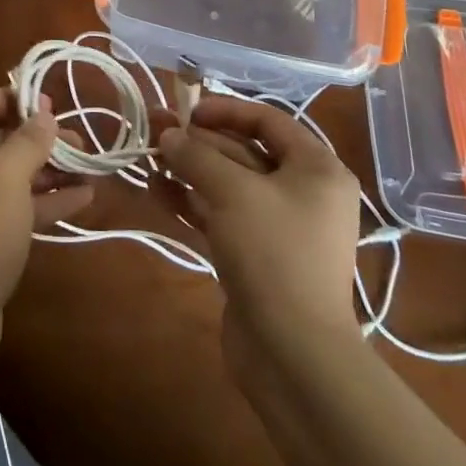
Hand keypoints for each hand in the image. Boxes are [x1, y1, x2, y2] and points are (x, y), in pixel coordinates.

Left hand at [0, 85, 95, 364]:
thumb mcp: (8, 175)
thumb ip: (30, 139)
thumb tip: (44, 114)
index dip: (14, 98)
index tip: (52, 107)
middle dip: (39, 138)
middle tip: (80, 142)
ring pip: (6, 173)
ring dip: (47, 170)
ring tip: (90, 169)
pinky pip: (8, 205)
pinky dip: (41, 200)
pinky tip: (83, 199)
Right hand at [156, 98, 362, 384]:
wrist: (295, 355)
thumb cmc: (274, 254)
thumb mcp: (232, 192)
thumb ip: (197, 156)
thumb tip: (168, 134)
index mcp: (317, 169)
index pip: (268, 120)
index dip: (225, 110)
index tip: (186, 112)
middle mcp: (303, 193)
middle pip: (244, 152)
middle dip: (198, 143)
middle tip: (154, 132)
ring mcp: (280, 227)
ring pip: (228, 186)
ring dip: (189, 171)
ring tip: (148, 161)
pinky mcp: (257, 256)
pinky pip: (222, 216)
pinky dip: (192, 203)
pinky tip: (157, 192)